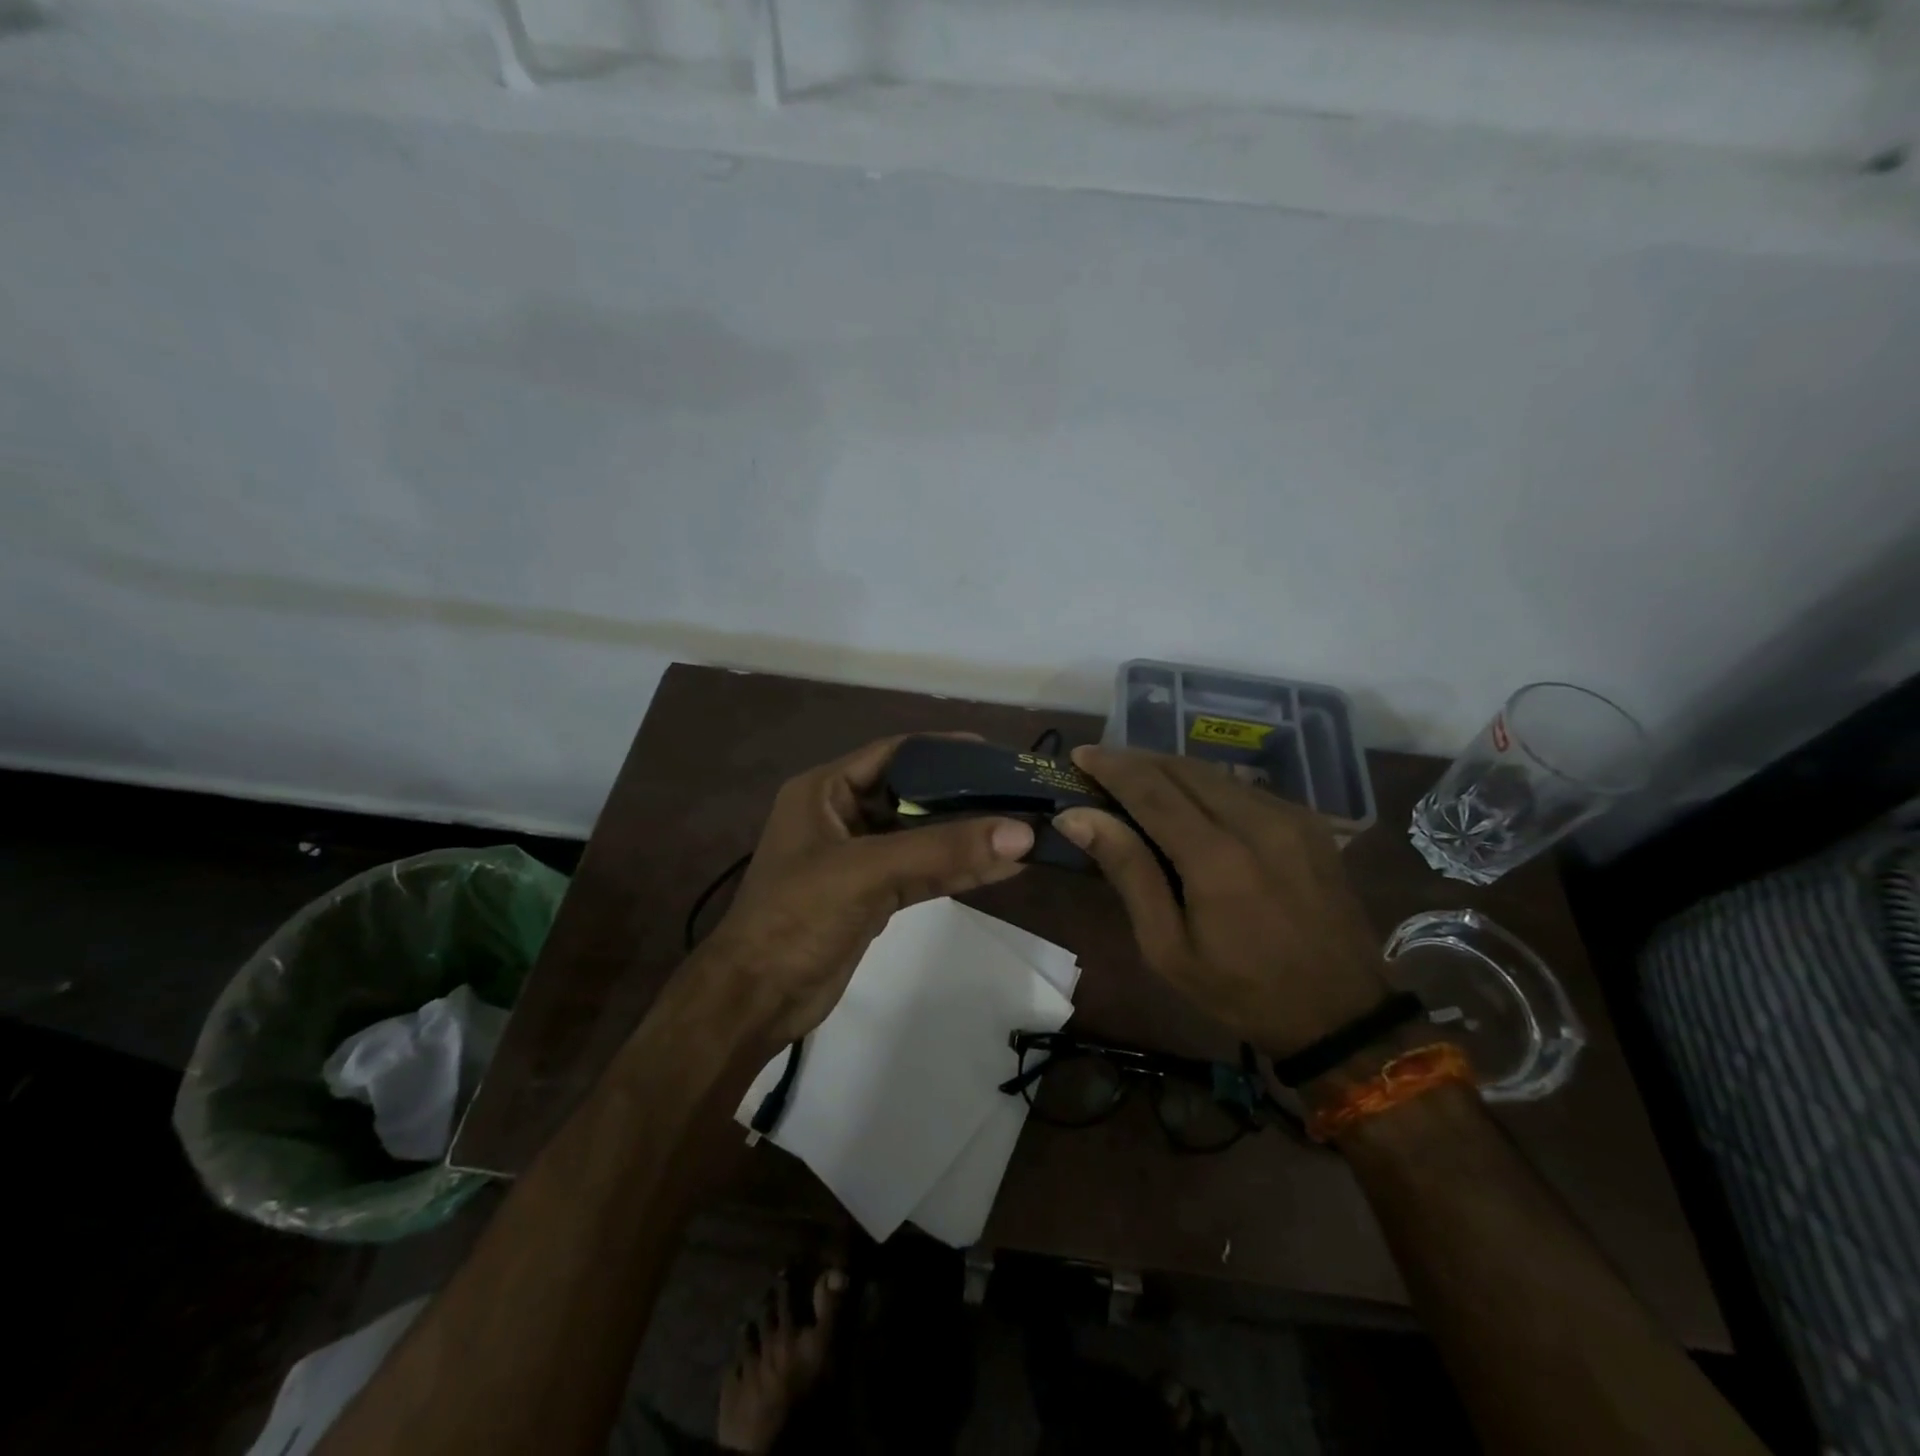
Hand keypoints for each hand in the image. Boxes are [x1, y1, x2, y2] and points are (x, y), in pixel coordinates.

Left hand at [701, 735, 1033, 1044]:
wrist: (756, 1000)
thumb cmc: (797, 917)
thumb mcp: (866, 872)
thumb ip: (942, 851)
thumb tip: (1022, 832)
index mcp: (824, 791)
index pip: (894, 754)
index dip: (944, 751)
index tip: (995, 755)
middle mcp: (842, 816)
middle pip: (913, 795)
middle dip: (963, 796)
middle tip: (1018, 793)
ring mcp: (858, 858)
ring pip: (921, 837)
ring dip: (965, 837)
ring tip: (1023, 829)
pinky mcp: (872, 895)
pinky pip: (921, 872)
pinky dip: (956, 870)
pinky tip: (1000, 866)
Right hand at [1054, 746, 1388, 1056]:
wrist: (1341, 1014)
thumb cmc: (1240, 990)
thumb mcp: (1167, 947)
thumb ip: (1128, 872)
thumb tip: (1078, 817)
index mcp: (1216, 858)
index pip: (1151, 789)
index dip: (1111, 766)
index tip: (1080, 754)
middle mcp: (1256, 821)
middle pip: (1183, 768)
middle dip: (1137, 760)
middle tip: (1101, 767)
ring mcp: (1290, 817)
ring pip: (1215, 773)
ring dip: (1170, 771)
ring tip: (1137, 782)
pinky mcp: (1309, 822)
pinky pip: (1244, 788)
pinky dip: (1206, 787)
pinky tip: (1190, 805)